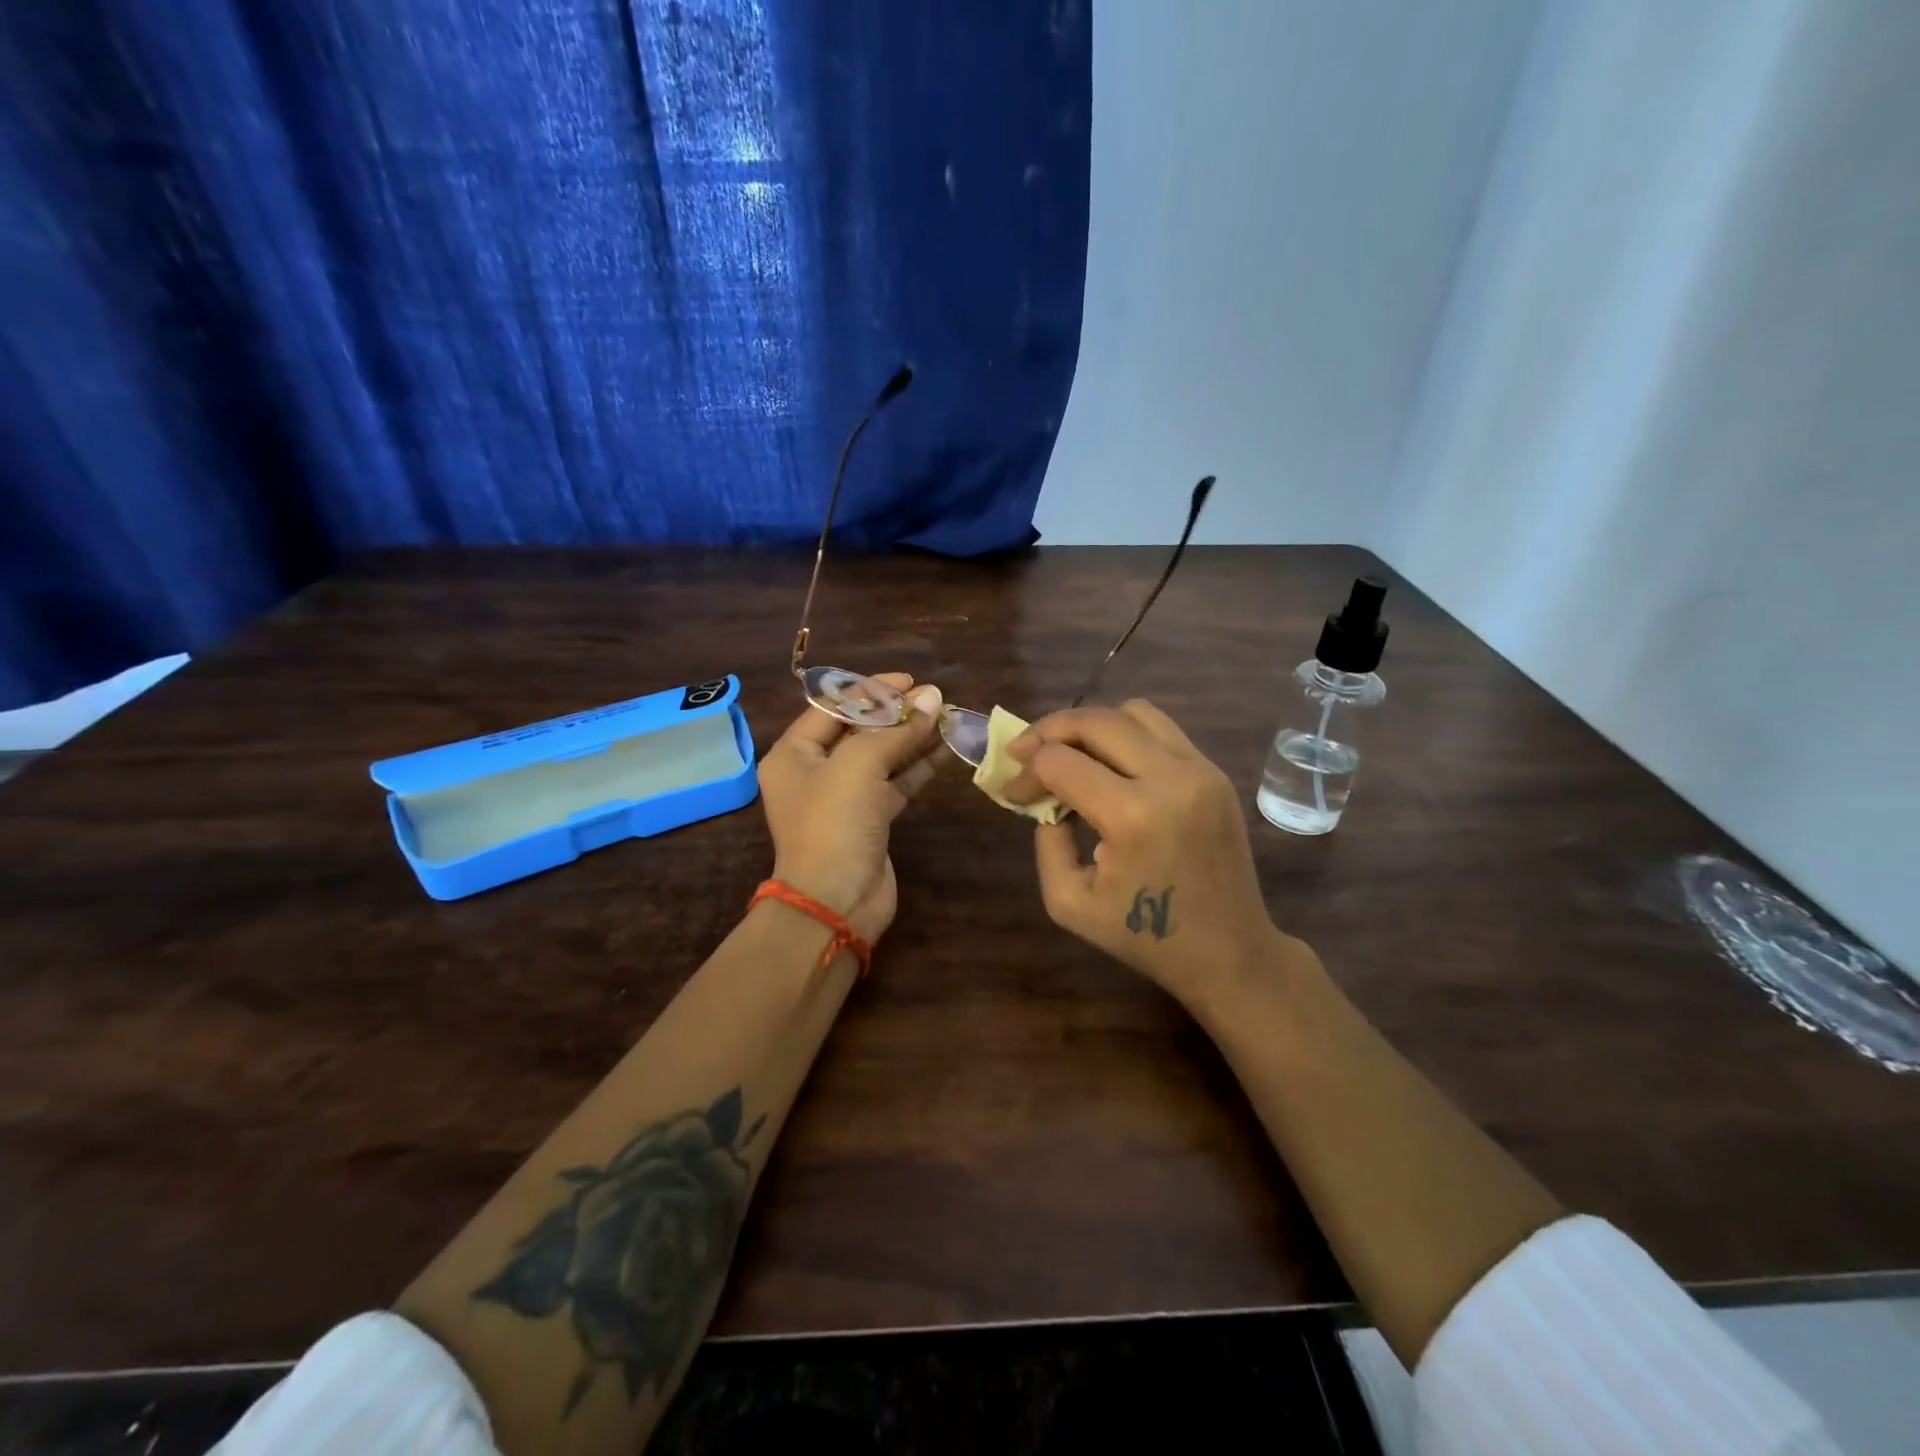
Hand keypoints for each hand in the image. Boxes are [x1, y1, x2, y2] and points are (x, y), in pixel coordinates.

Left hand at [758, 674, 943, 942]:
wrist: (836, 902)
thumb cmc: (834, 823)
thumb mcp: (859, 765)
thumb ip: (896, 729)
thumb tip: (933, 696)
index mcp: (794, 754)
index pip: (832, 708)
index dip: (870, 690)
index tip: (908, 682)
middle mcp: (815, 772)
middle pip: (859, 730)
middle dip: (896, 713)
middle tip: (934, 698)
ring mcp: (844, 798)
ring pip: (882, 757)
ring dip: (912, 737)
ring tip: (947, 717)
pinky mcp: (871, 819)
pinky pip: (895, 782)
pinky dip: (918, 766)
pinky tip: (945, 748)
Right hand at [1002, 700, 1289, 1002]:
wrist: (1229, 951)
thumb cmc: (1145, 938)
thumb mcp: (1069, 903)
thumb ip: (1046, 842)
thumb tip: (1048, 801)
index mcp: (1132, 816)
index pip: (1060, 762)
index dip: (1026, 771)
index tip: (1014, 792)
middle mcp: (1171, 778)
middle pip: (1095, 721)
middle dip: (1049, 729)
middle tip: (1025, 750)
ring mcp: (1200, 770)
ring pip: (1132, 712)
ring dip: (1091, 726)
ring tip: (1069, 752)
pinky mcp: (1215, 772)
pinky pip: (1161, 730)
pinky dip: (1125, 735)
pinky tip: (1109, 765)